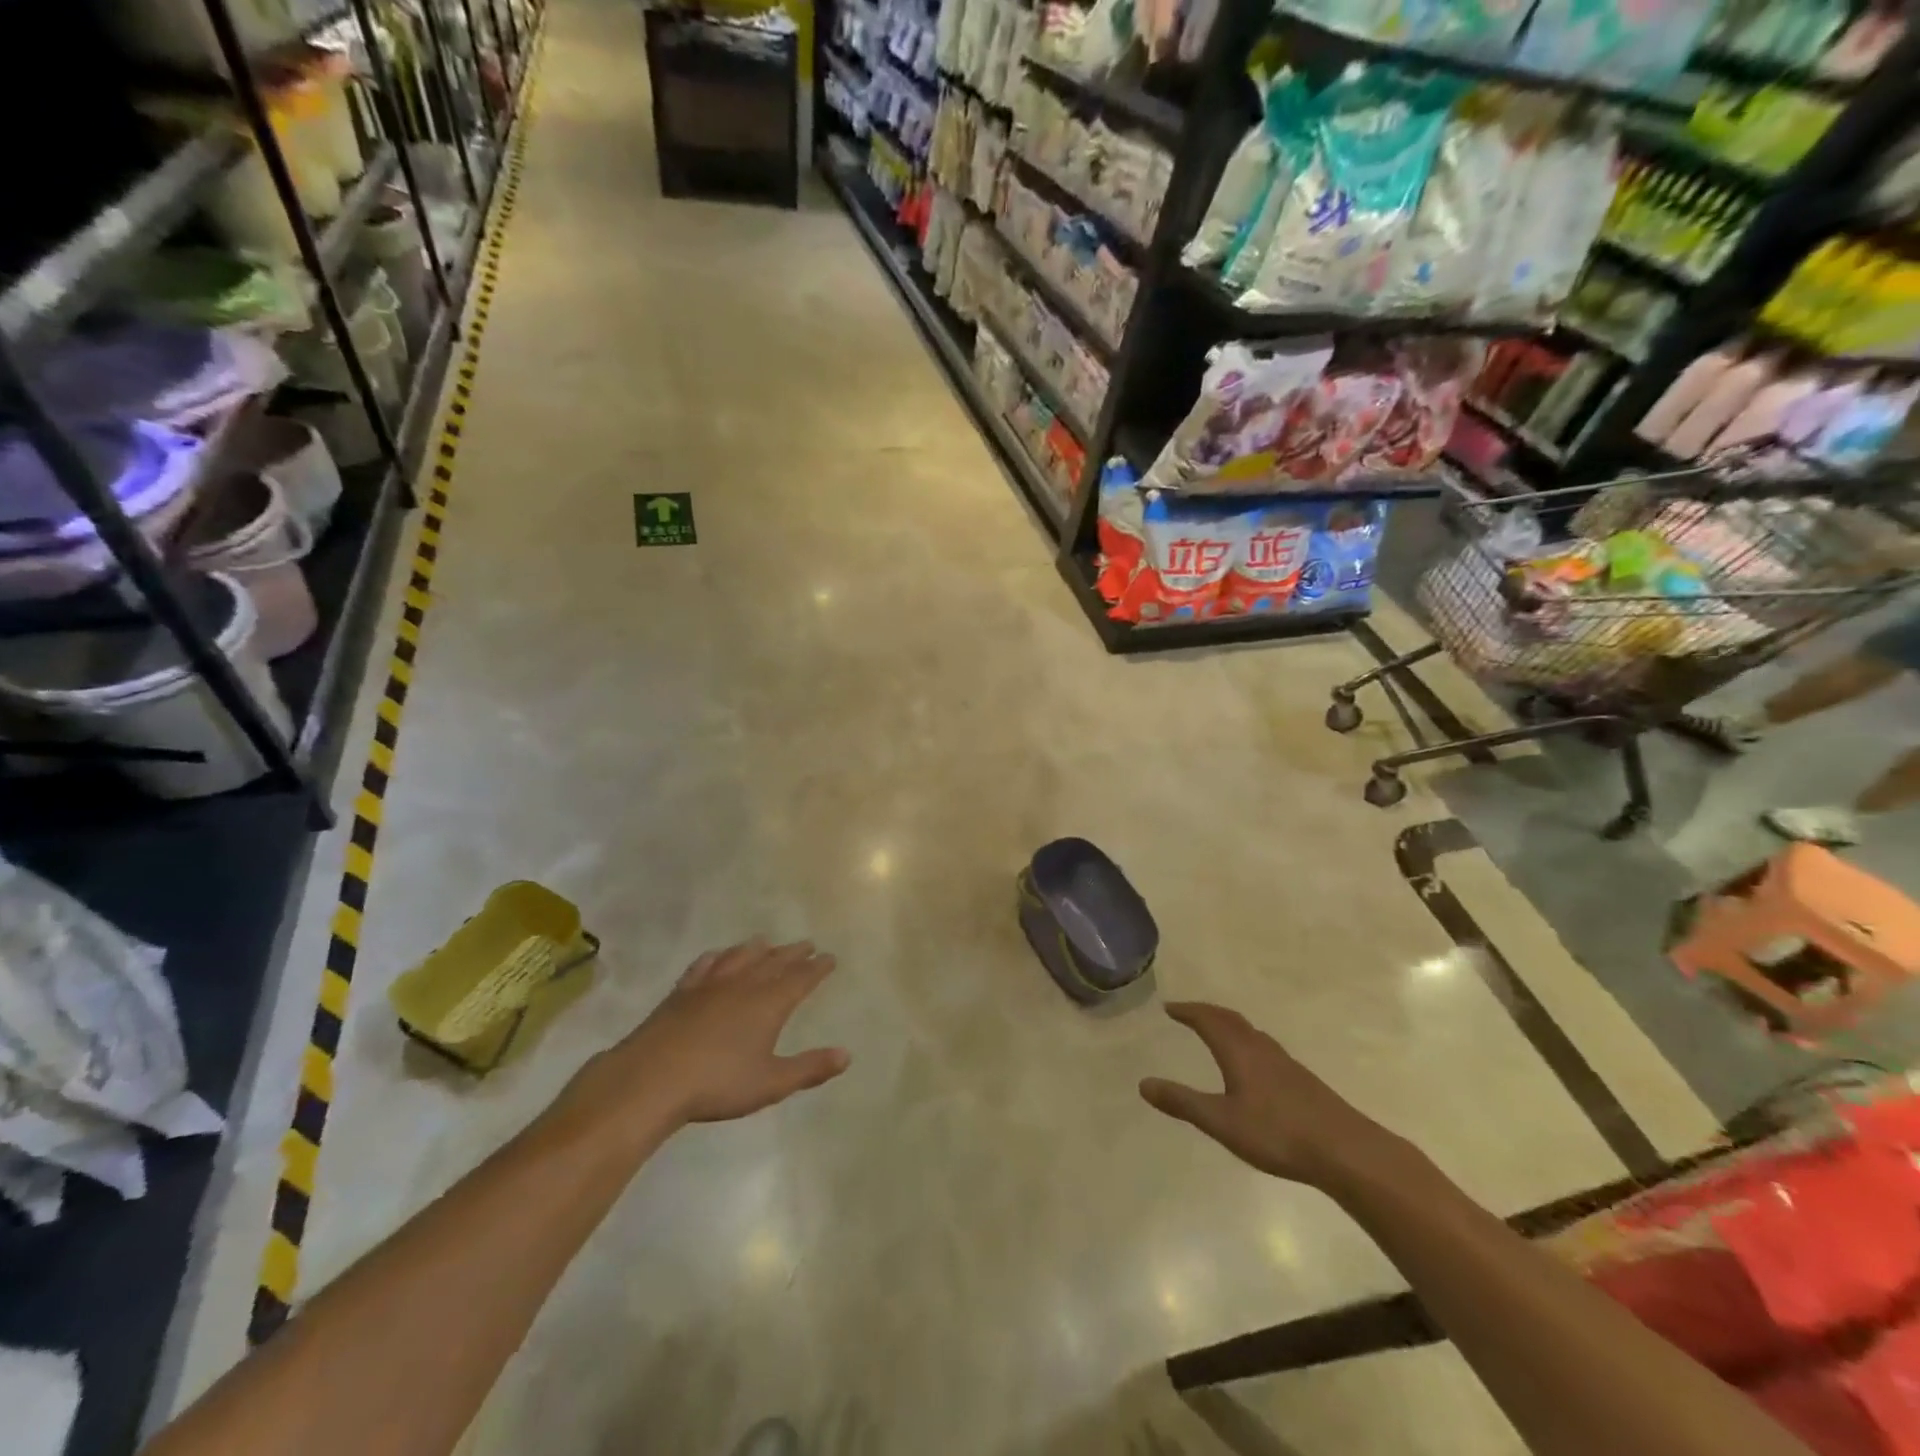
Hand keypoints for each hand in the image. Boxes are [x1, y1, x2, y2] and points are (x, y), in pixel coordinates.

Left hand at [572, 939, 849, 1129]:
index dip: (817, 968)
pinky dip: (718, 957)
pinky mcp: (683, 991)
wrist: (652, 1079)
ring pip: (741, 957)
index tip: (829, 958)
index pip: (801, 978)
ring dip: (758, 949)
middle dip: (794, 953)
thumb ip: (809, 1068)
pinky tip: (718, 956)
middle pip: (774, 961)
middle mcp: (744, 984)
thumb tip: (847, 1055)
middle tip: (807, 945)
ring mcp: (711, 984)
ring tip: (767, 943)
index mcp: (769, 1003)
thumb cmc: (718, 1084)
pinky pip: (705, 965)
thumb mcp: (770, 1083)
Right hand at [1140, 1001, 1394, 1186]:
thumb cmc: (1278, 1133)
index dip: (1187, 1011)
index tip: (1169, 1007)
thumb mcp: (1221, 1121)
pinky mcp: (1301, 1080)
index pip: (1208, 1019)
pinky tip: (1252, 1065)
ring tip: (1216, 1032)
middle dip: (1207, 1012)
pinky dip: (1247, 1042)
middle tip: (1188, 1013)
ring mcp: (1285, 1063)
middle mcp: (1261, 1048)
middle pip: (1231, 1019)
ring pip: (1250, 1032)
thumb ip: (1183, 1102)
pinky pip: (1264, 1047)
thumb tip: (1143, 1083)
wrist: (1346, 1151)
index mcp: (1239, 1051)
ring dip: (1229, 1025)